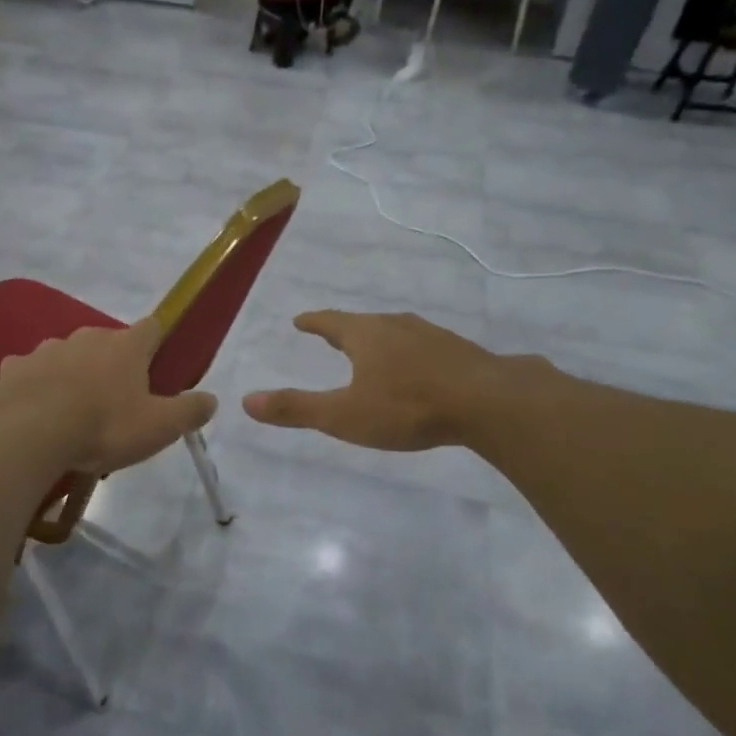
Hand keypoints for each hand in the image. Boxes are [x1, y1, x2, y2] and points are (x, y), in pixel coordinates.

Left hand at [0, 317, 215, 474]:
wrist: (30, 434)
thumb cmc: (103, 426)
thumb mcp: (159, 427)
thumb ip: (189, 411)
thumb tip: (212, 399)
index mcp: (125, 346)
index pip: (152, 328)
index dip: (157, 342)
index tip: (157, 363)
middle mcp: (87, 337)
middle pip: (106, 341)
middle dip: (111, 363)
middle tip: (114, 400)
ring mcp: (47, 349)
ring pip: (66, 354)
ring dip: (72, 372)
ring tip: (71, 408)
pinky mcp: (13, 368)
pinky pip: (29, 372)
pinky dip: (34, 385)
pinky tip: (34, 408)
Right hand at [243, 311, 538, 451]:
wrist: (488, 401)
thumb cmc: (407, 407)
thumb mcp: (344, 415)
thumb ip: (296, 409)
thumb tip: (246, 400)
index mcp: (365, 335)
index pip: (330, 321)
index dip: (313, 322)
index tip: (300, 320)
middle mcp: (395, 325)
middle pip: (363, 322)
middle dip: (345, 329)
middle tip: (332, 334)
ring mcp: (431, 335)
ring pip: (395, 331)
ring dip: (379, 339)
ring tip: (372, 348)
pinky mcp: (459, 350)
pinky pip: (423, 345)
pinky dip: (409, 352)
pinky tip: (418, 367)